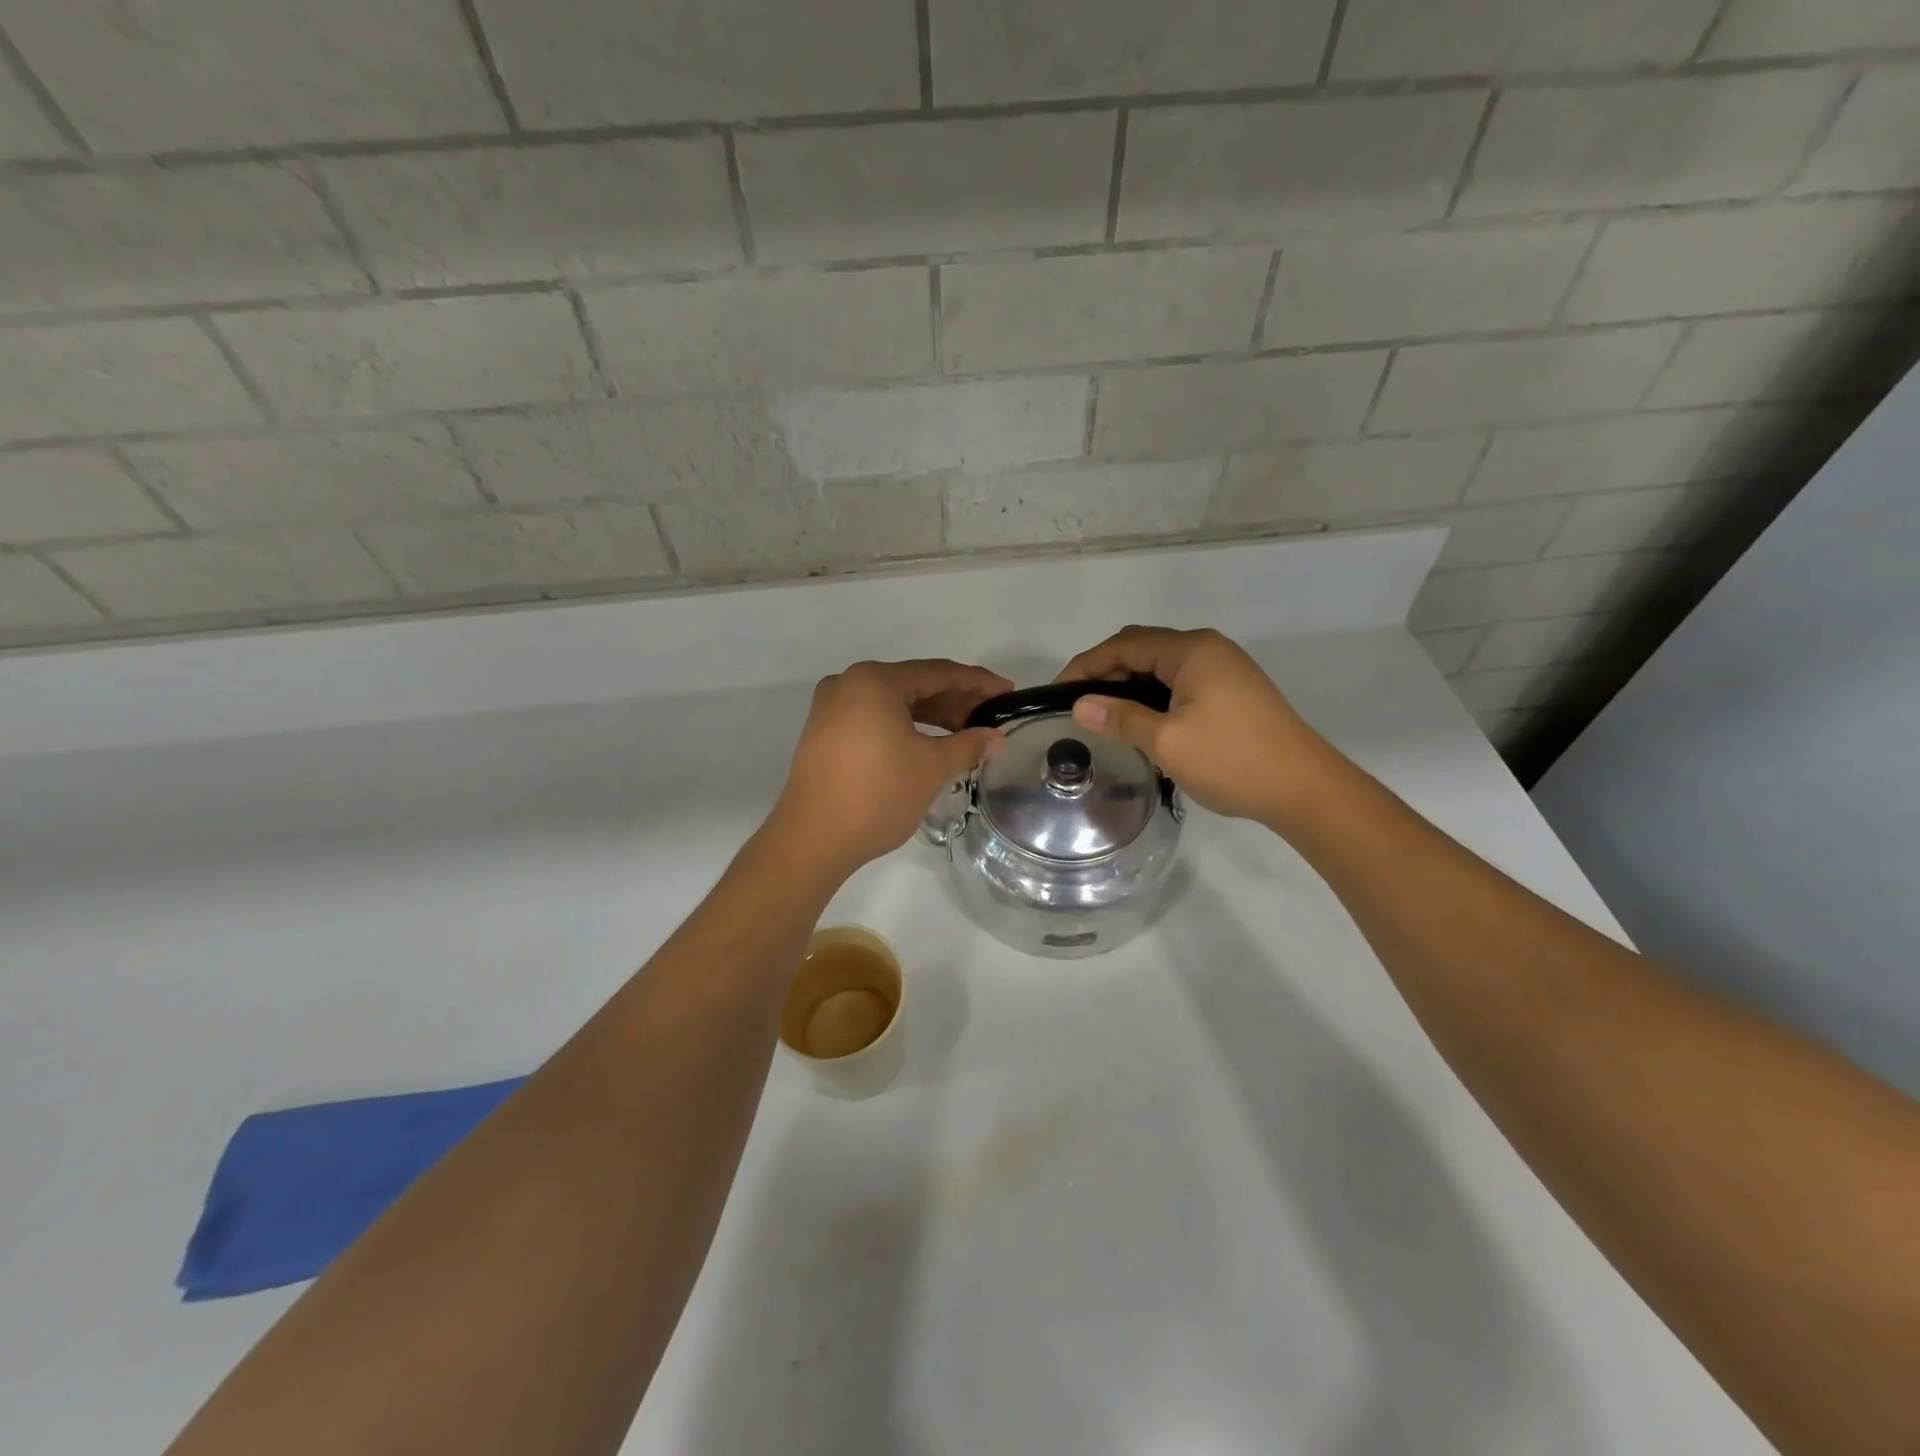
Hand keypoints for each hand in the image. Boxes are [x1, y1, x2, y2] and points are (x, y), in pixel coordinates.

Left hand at [771, 659, 1010, 877]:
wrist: (813, 839)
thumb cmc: (877, 795)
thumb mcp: (931, 768)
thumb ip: (968, 745)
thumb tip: (997, 738)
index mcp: (874, 681)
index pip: (938, 673)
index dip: (977, 683)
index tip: (1007, 692)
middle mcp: (849, 683)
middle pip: (914, 684)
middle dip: (955, 700)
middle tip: (991, 716)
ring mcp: (832, 708)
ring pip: (894, 703)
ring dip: (932, 715)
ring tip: (967, 733)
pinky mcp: (825, 732)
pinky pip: (875, 718)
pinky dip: (906, 726)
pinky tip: (930, 742)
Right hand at [1056, 627, 1340, 826]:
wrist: (1304, 788)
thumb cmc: (1232, 759)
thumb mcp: (1167, 741)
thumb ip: (1120, 718)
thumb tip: (1080, 706)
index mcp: (1192, 651)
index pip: (1124, 645)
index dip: (1086, 665)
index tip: (1057, 693)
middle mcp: (1208, 649)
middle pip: (1143, 649)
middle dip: (1106, 673)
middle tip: (1079, 706)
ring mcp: (1224, 669)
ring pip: (1161, 667)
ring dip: (1130, 686)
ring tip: (1104, 716)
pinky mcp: (1233, 691)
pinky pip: (1180, 683)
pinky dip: (1153, 696)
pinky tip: (1142, 722)